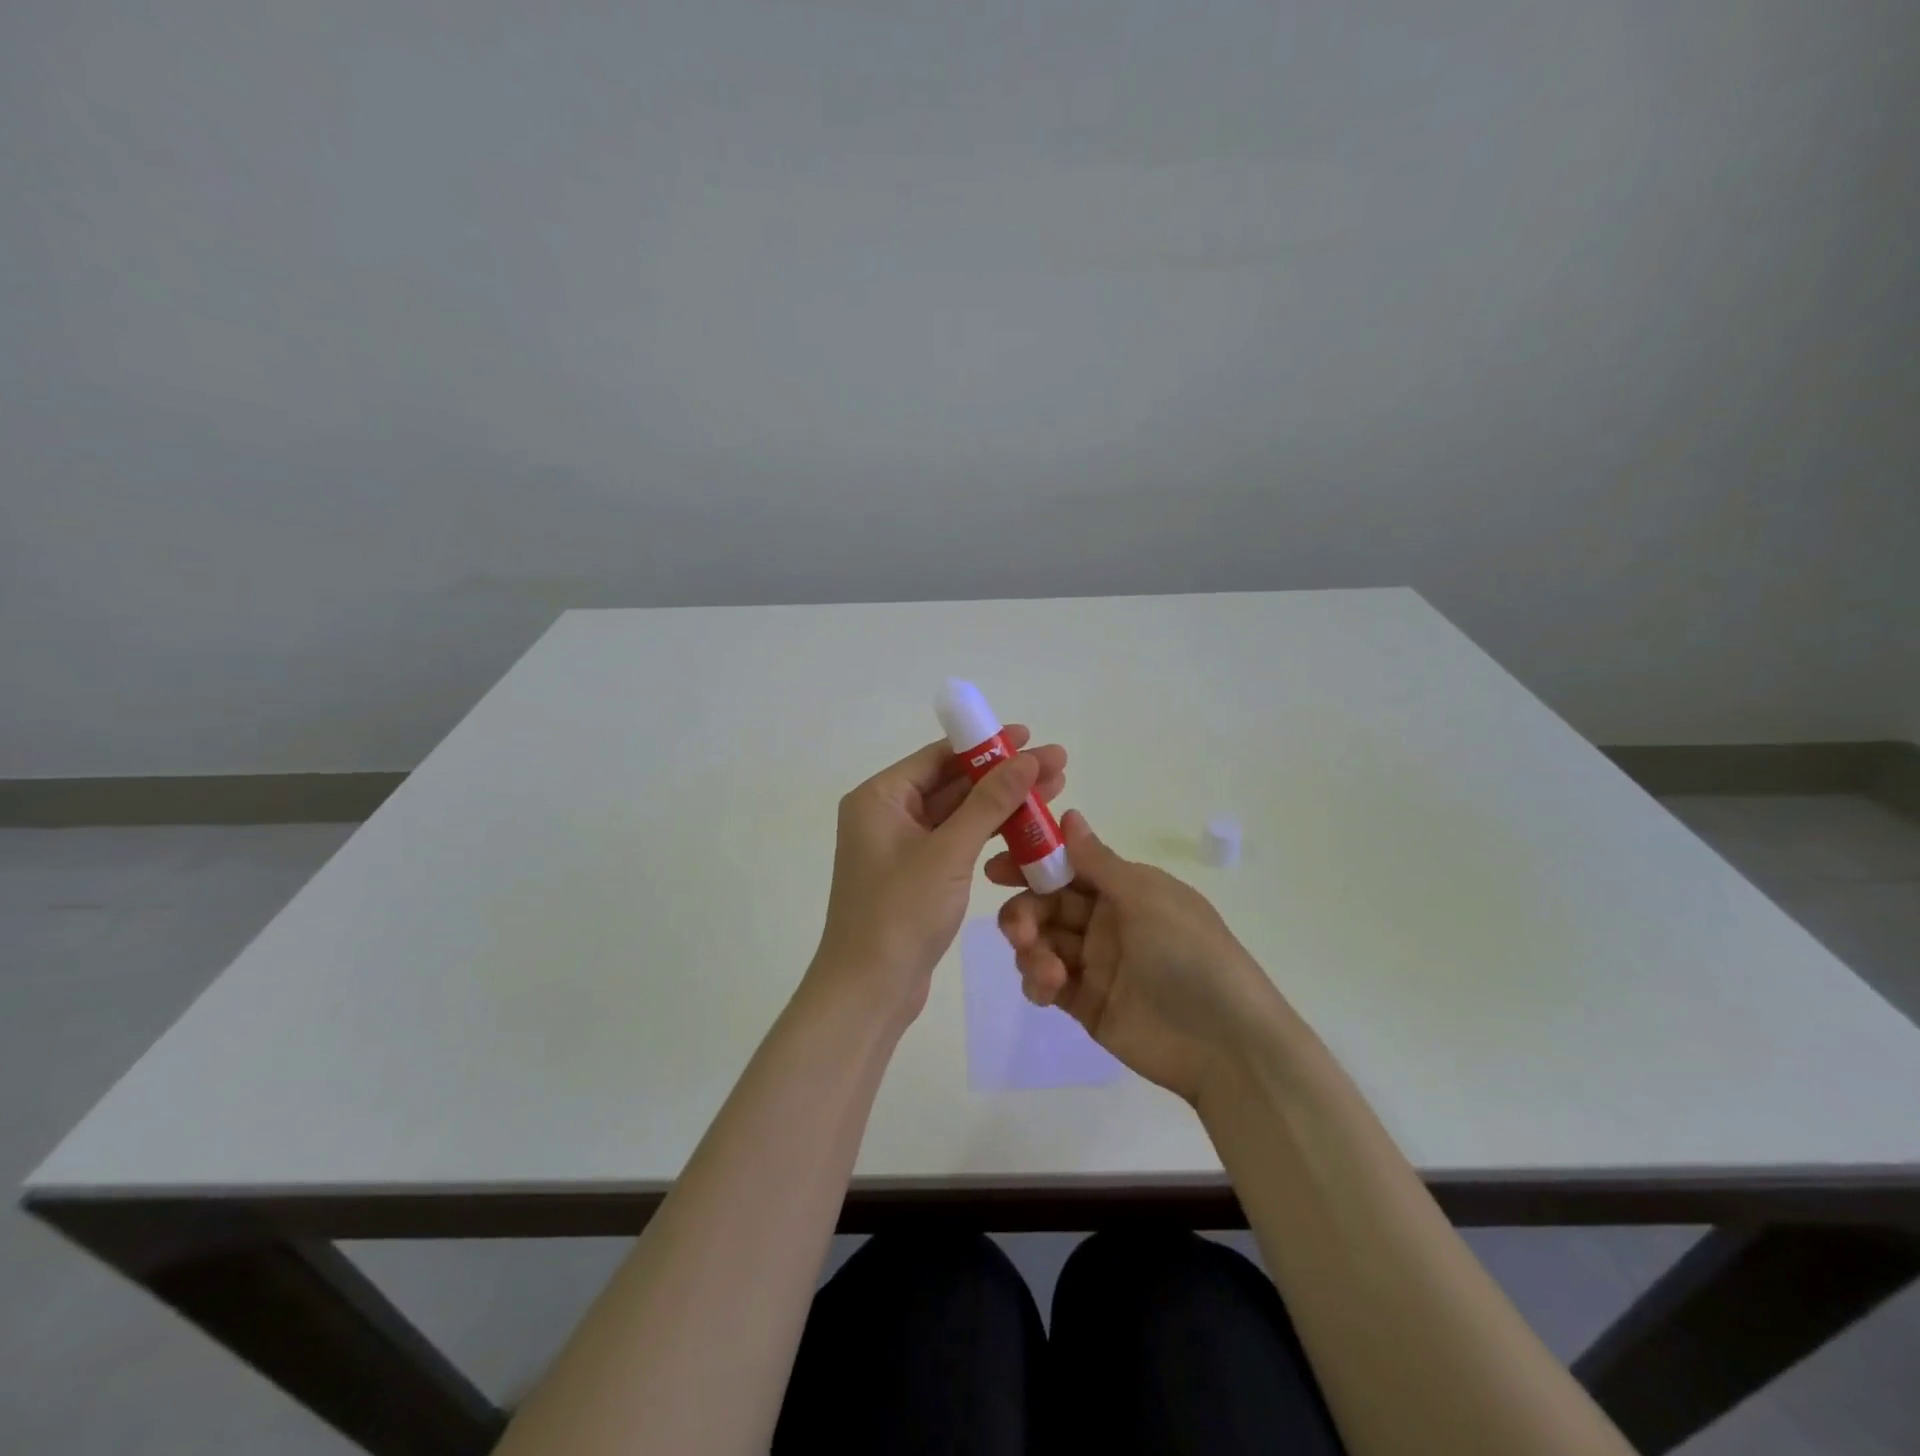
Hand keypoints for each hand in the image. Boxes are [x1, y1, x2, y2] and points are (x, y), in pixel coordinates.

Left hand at [810, 727, 1066, 1028]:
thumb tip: (1027, 758)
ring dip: (1002, 806)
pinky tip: (1027, 831)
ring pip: (959, 815)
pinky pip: (956, 843)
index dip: (987, 746)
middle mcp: (887, 815)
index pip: (939, 756)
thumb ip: (989, 802)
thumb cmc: (900, 912)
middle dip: (1004, 776)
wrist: (868, 991)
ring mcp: (901, 847)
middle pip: (953, 783)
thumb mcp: (949, 852)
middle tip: (1056, 766)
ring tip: (1053, 793)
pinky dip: (988, 836)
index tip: (1030, 737)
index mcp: (880, 798)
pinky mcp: (917, 876)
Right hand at [989, 810, 1282, 1103]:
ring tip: (1049, 971)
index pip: (1067, 867)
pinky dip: (1039, 982)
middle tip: (1017, 929)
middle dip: (1025, 912)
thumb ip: (1098, 861)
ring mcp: (1095, 964)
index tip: (995, 868)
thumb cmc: (1188, 954)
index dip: (1031, 863)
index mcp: (1124, 889)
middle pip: (1046, 905)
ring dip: (1031, 949)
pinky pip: (1047, 983)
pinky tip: (1050, 988)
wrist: (1225, 1043)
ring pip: (1042, 943)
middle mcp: (1106, 921)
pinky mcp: (1086, 1004)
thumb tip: (1069, 814)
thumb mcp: (1146, 897)